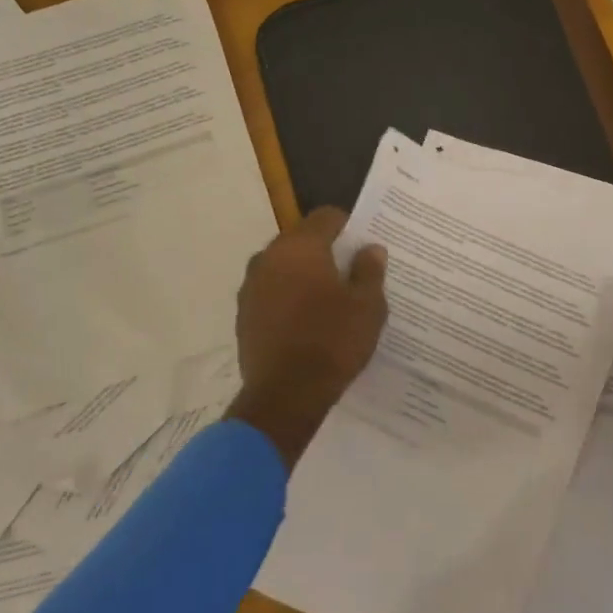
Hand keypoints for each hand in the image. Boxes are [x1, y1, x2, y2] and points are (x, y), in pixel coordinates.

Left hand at [228, 207, 388, 468]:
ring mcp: (250, 287)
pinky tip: (306, 322)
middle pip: (300, 240)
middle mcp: (269, 257)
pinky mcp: (243, 315)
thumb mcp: (367, 306)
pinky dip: (287, 298)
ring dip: (303, 275)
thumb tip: (370, 249)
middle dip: (324, 251)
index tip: (362, 245)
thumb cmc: (332, 341)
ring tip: (328, 300)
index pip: (325, 216)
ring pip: (283, 267)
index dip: (347, 226)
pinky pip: (270, 293)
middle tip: (349, 273)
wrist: (284, 396)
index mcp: (300, 247)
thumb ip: (369, 271)